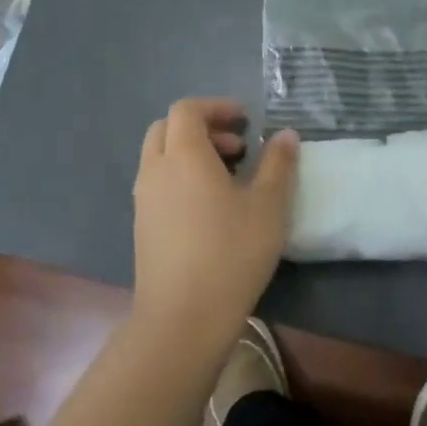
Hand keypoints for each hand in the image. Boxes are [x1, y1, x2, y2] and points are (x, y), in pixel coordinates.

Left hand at [132, 99, 298, 344]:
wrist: (183, 318)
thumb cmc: (231, 253)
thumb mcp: (269, 206)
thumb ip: (278, 164)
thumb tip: (285, 135)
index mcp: (184, 155)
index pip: (187, 109)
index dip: (217, 107)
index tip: (245, 122)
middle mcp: (155, 170)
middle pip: (167, 128)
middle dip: (202, 128)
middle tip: (238, 148)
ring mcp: (143, 200)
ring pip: (160, 157)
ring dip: (191, 153)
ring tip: (229, 178)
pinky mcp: (141, 226)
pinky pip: (158, 183)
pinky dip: (180, 177)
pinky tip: (209, 209)